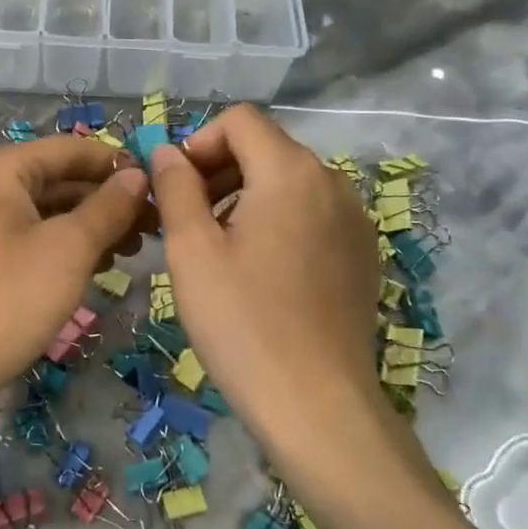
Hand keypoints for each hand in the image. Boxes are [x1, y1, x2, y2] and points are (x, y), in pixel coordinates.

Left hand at [0, 135, 149, 394]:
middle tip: (155, 224)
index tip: (161, 185)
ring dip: (93, 225)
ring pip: (49, 211)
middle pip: (59, 178)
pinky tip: (100, 265)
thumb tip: (138, 175)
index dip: (116, 164)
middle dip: (108, 199)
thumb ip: (108, 207)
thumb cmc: (7, 299)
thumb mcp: (69, 249)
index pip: (70, 149)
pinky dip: (67, 246)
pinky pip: (34, 236)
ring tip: (135, 249)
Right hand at [147, 106, 392, 457]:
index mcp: (291, 172)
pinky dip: (276, 222)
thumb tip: (165, 152)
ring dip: (244, 197)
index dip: (199, 142)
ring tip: (217, 249)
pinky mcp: (362, 254)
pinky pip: (310, 214)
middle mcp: (332, 183)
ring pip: (288, 182)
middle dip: (218, 170)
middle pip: (265, 148)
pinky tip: (258, 272)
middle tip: (186, 220)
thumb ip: (175, 186)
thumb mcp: (192, 250)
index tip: (175, 188)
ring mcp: (354, 220)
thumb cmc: (244, 322)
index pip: (240, 121)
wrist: (318, 407)